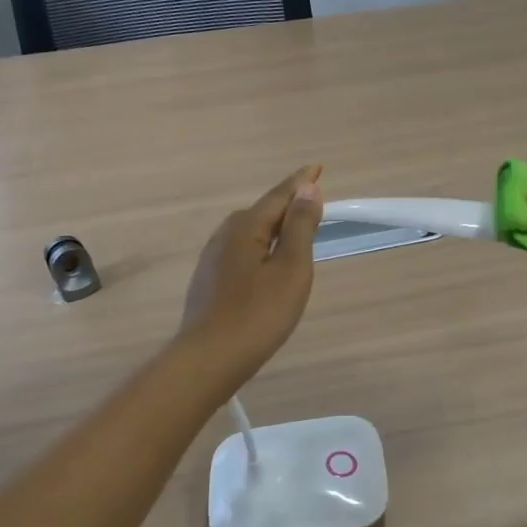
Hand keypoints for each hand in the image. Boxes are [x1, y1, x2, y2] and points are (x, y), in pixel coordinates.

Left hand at [180, 167, 323, 381]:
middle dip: (287, 204)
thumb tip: (307, 188)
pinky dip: (261, 247)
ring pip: (249, 233)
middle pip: (262, 212)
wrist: (209, 358)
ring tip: (294, 230)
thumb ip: (300, 227)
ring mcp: (213, 260)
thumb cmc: (258, 313)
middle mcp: (224, 235)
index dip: (301, 182)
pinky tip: (267, 263)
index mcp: (245, 227)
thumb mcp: (290, 268)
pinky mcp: (210, 282)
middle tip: (311, 201)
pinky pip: (242, 251)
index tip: (318, 168)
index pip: (279, 196)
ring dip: (273, 227)